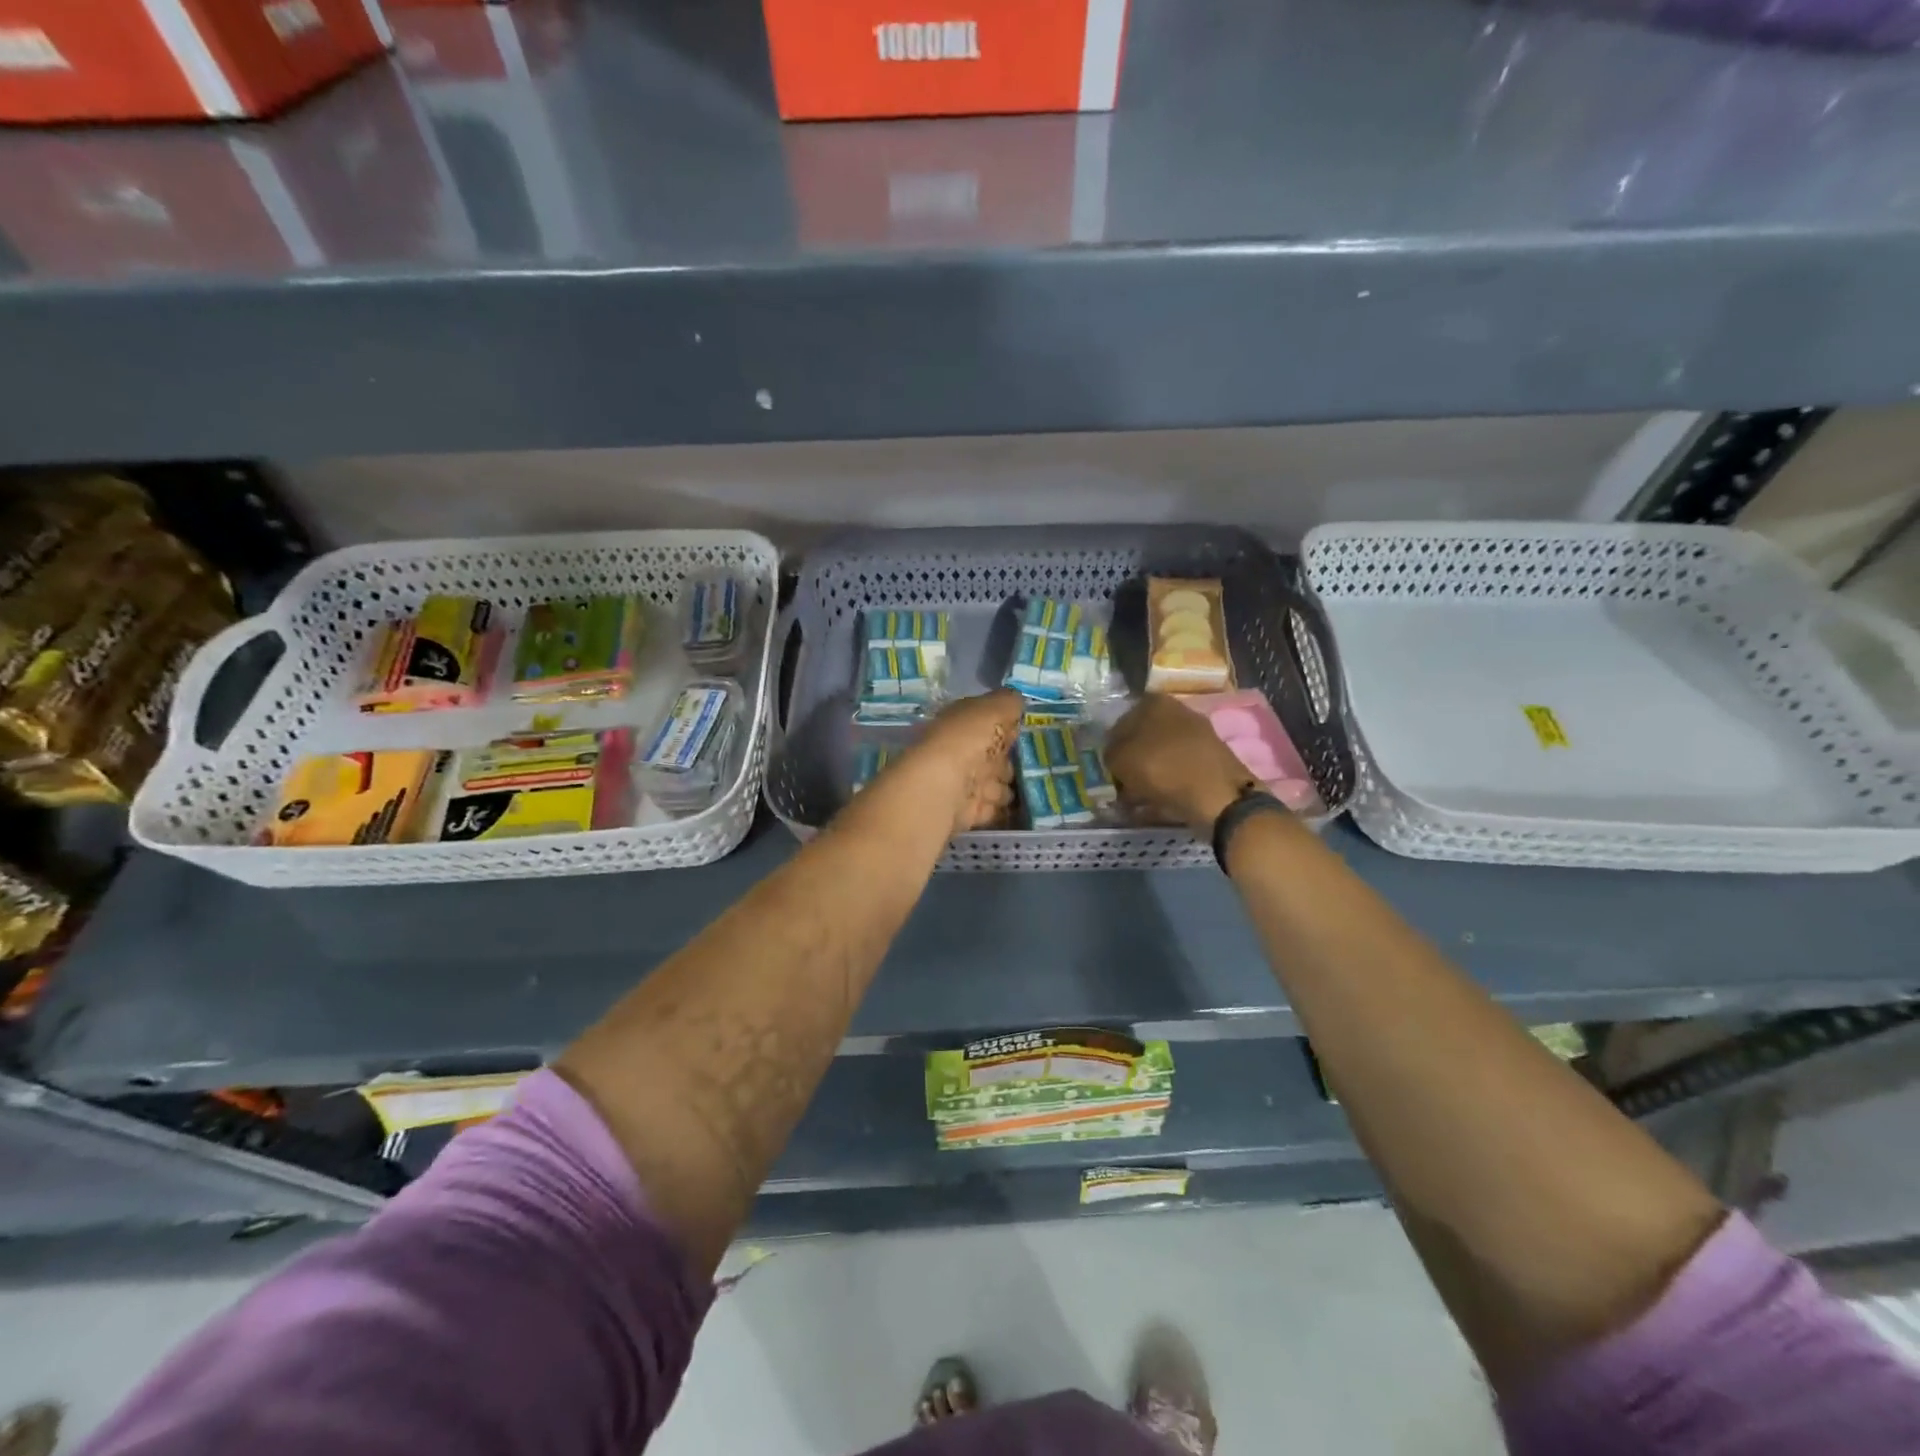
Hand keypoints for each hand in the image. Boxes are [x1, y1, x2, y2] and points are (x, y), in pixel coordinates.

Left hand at [907, 689, 1023, 834]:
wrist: (942, 787)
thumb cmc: (967, 741)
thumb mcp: (993, 709)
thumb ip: (1008, 703)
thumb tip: (1017, 702)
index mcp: (962, 723)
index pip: (988, 723)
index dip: (1008, 727)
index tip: (1030, 734)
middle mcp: (961, 751)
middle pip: (993, 757)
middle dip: (1011, 763)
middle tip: (1038, 767)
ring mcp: (963, 783)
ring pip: (994, 785)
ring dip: (1008, 789)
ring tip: (1035, 790)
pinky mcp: (968, 811)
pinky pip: (992, 810)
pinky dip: (1004, 811)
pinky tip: (1023, 810)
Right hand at [1105, 694, 1257, 835]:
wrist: (1217, 795)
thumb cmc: (1162, 767)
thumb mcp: (1119, 759)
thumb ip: (1109, 753)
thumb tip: (1113, 757)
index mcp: (1153, 701)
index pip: (1120, 722)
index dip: (1111, 747)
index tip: (1108, 769)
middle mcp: (1178, 711)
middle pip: (1143, 738)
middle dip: (1131, 760)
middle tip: (1120, 783)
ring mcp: (1197, 734)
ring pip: (1160, 755)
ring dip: (1147, 774)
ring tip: (1136, 798)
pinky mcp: (1210, 758)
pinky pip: (1178, 770)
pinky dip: (1167, 784)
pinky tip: (1157, 801)